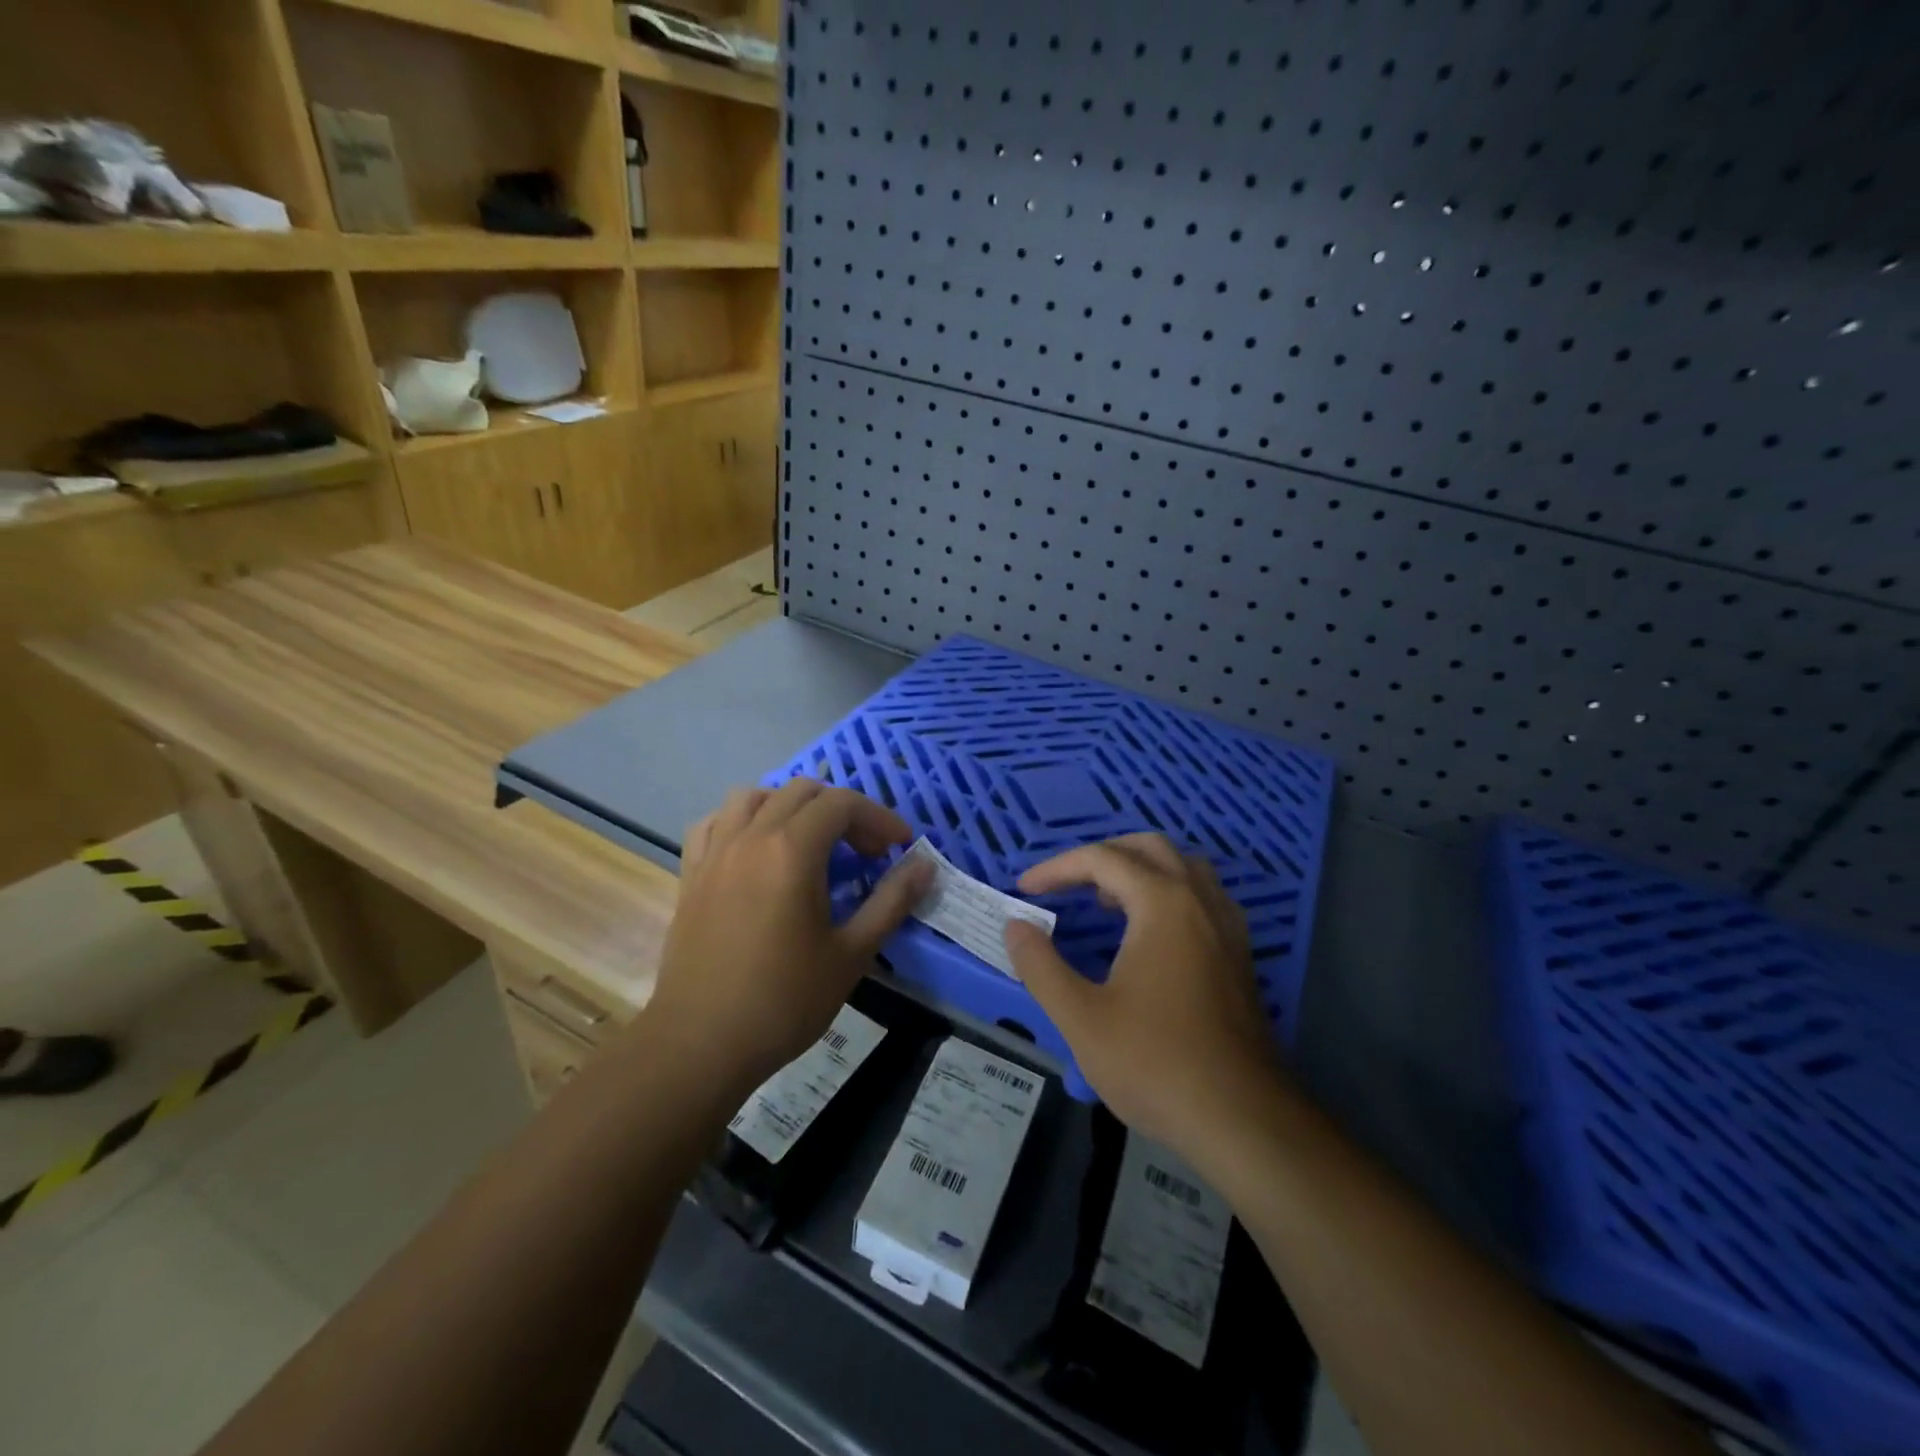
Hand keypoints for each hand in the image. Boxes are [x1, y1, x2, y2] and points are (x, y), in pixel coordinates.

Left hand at [645, 779, 932, 1095]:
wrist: (700, 1045)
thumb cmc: (784, 1002)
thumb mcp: (852, 954)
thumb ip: (891, 901)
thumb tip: (925, 865)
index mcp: (791, 851)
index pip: (842, 804)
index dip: (878, 818)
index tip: (900, 847)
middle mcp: (750, 837)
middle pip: (801, 792)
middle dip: (842, 811)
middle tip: (865, 852)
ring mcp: (714, 853)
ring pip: (752, 796)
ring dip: (790, 806)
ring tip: (811, 841)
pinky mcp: (691, 874)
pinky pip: (714, 823)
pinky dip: (741, 821)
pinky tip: (755, 849)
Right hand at [1003, 834, 1284, 1151]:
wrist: (1243, 1120)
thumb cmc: (1155, 1064)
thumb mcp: (1081, 1018)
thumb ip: (1040, 965)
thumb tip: (1016, 927)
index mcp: (1163, 903)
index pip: (1102, 859)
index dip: (1057, 868)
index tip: (1025, 889)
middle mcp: (1200, 900)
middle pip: (1148, 848)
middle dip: (1100, 856)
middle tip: (1066, 884)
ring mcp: (1227, 925)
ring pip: (1182, 867)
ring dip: (1139, 869)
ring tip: (1104, 900)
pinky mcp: (1239, 953)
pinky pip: (1201, 895)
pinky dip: (1167, 892)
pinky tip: (1148, 932)